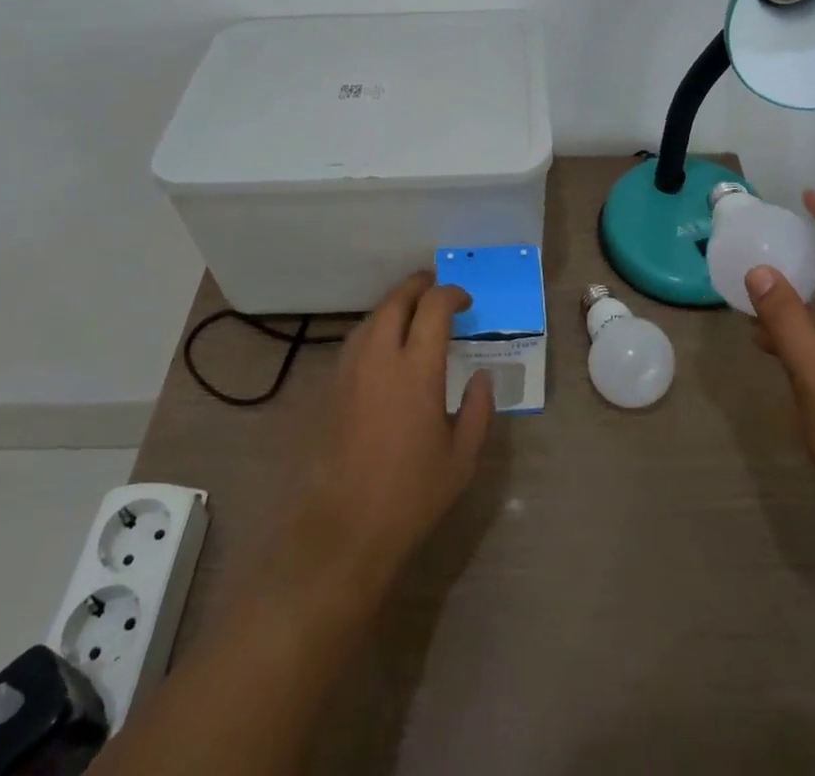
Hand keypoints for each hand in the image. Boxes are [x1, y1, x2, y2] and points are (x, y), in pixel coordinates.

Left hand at [286, 271, 493, 589]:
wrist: (344, 529)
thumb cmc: (411, 495)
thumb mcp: (461, 459)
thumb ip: (479, 410)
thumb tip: (482, 376)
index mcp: (417, 370)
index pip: (433, 308)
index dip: (451, 294)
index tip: (465, 300)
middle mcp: (380, 358)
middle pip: (396, 300)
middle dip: (418, 286)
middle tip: (436, 287)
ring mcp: (351, 370)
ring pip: (371, 317)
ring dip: (394, 304)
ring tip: (412, 312)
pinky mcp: (332, 387)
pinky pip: (355, 340)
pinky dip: (375, 328)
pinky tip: (385, 346)